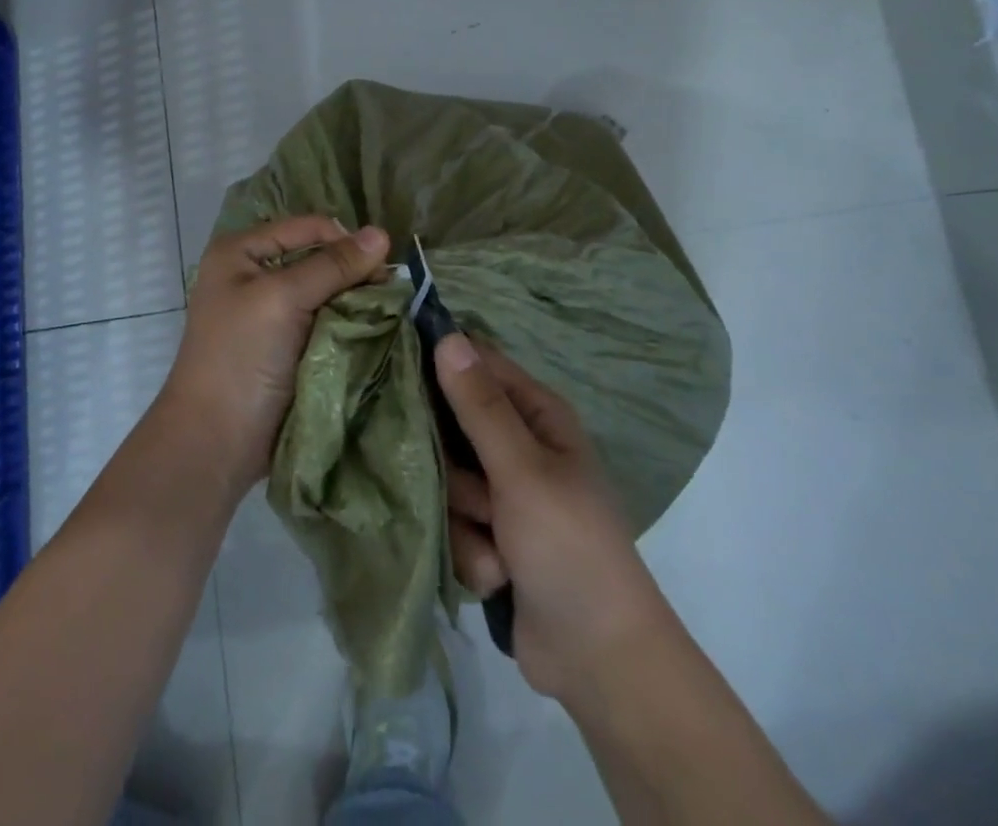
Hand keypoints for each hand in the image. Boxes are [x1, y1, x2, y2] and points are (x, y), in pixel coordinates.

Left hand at [163, 215, 391, 493]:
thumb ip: (332, 266)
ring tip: (387, 311)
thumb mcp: (283, 299)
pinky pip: (326, 321)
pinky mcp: (287, 344)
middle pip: (318, 257)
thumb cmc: (241, 357)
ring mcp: (270, 311)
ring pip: (327, 291)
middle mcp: (255, 273)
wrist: (216, 441)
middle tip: (389, 291)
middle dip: (353, 271)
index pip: (307, 227)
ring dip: (355, 300)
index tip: (383, 266)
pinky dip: (348, 323)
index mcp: (241, 251)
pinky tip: (372, 329)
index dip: (345, 240)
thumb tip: (382, 233)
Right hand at [436, 332, 665, 705]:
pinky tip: (497, 575)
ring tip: (496, 542)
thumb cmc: (569, 545)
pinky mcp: (488, 536)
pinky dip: (471, 551)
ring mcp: (501, 494)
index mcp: (536, 414)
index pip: (477, 363)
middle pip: (451, 425)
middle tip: (471, 486)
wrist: (599, 660)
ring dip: (464, 516)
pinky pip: (453, 524)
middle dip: (453, 465)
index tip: (399, 371)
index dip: (440, 362)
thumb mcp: (522, 469)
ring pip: (446, 480)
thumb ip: (480, 405)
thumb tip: (447, 337)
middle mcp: (517, 445)